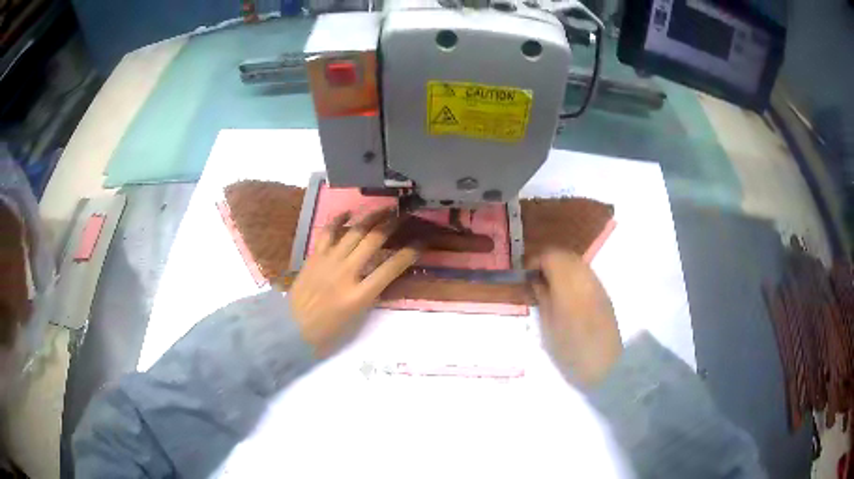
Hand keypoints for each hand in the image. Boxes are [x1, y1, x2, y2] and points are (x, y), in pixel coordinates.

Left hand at [289, 209, 419, 356]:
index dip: (409, 253)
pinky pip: (328, 232)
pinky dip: (339, 220)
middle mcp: (346, 273)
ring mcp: (328, 261)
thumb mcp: (357, 318)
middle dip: (393, 224)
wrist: (293, 327)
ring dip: (372, 217)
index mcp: (359, 295)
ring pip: (354, 231)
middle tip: (406, 214)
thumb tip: (384, 274)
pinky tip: (349, 212)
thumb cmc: (328, 330)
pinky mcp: (315, 256)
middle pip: (373, 241)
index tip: (421, 243)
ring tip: (385, 208)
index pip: (390, 268)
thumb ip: (372, 294)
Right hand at [530, 249, 622, 389]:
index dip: (535, 261)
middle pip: (564, 255)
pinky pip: (585, 273)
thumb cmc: (570, 349)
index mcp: (568, 284)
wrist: (604, 364)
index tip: (524, 275)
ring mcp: (596, 284)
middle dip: (548, 261)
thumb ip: (542, 297)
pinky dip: (572, 276)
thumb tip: (535, 280)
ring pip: (576, 262)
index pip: (550, 256)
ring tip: (549, 288)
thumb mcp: (548, 326)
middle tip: (535, 280)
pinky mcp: (603, 293)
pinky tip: (565, 294)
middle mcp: (585, 277)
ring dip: (560, 268)